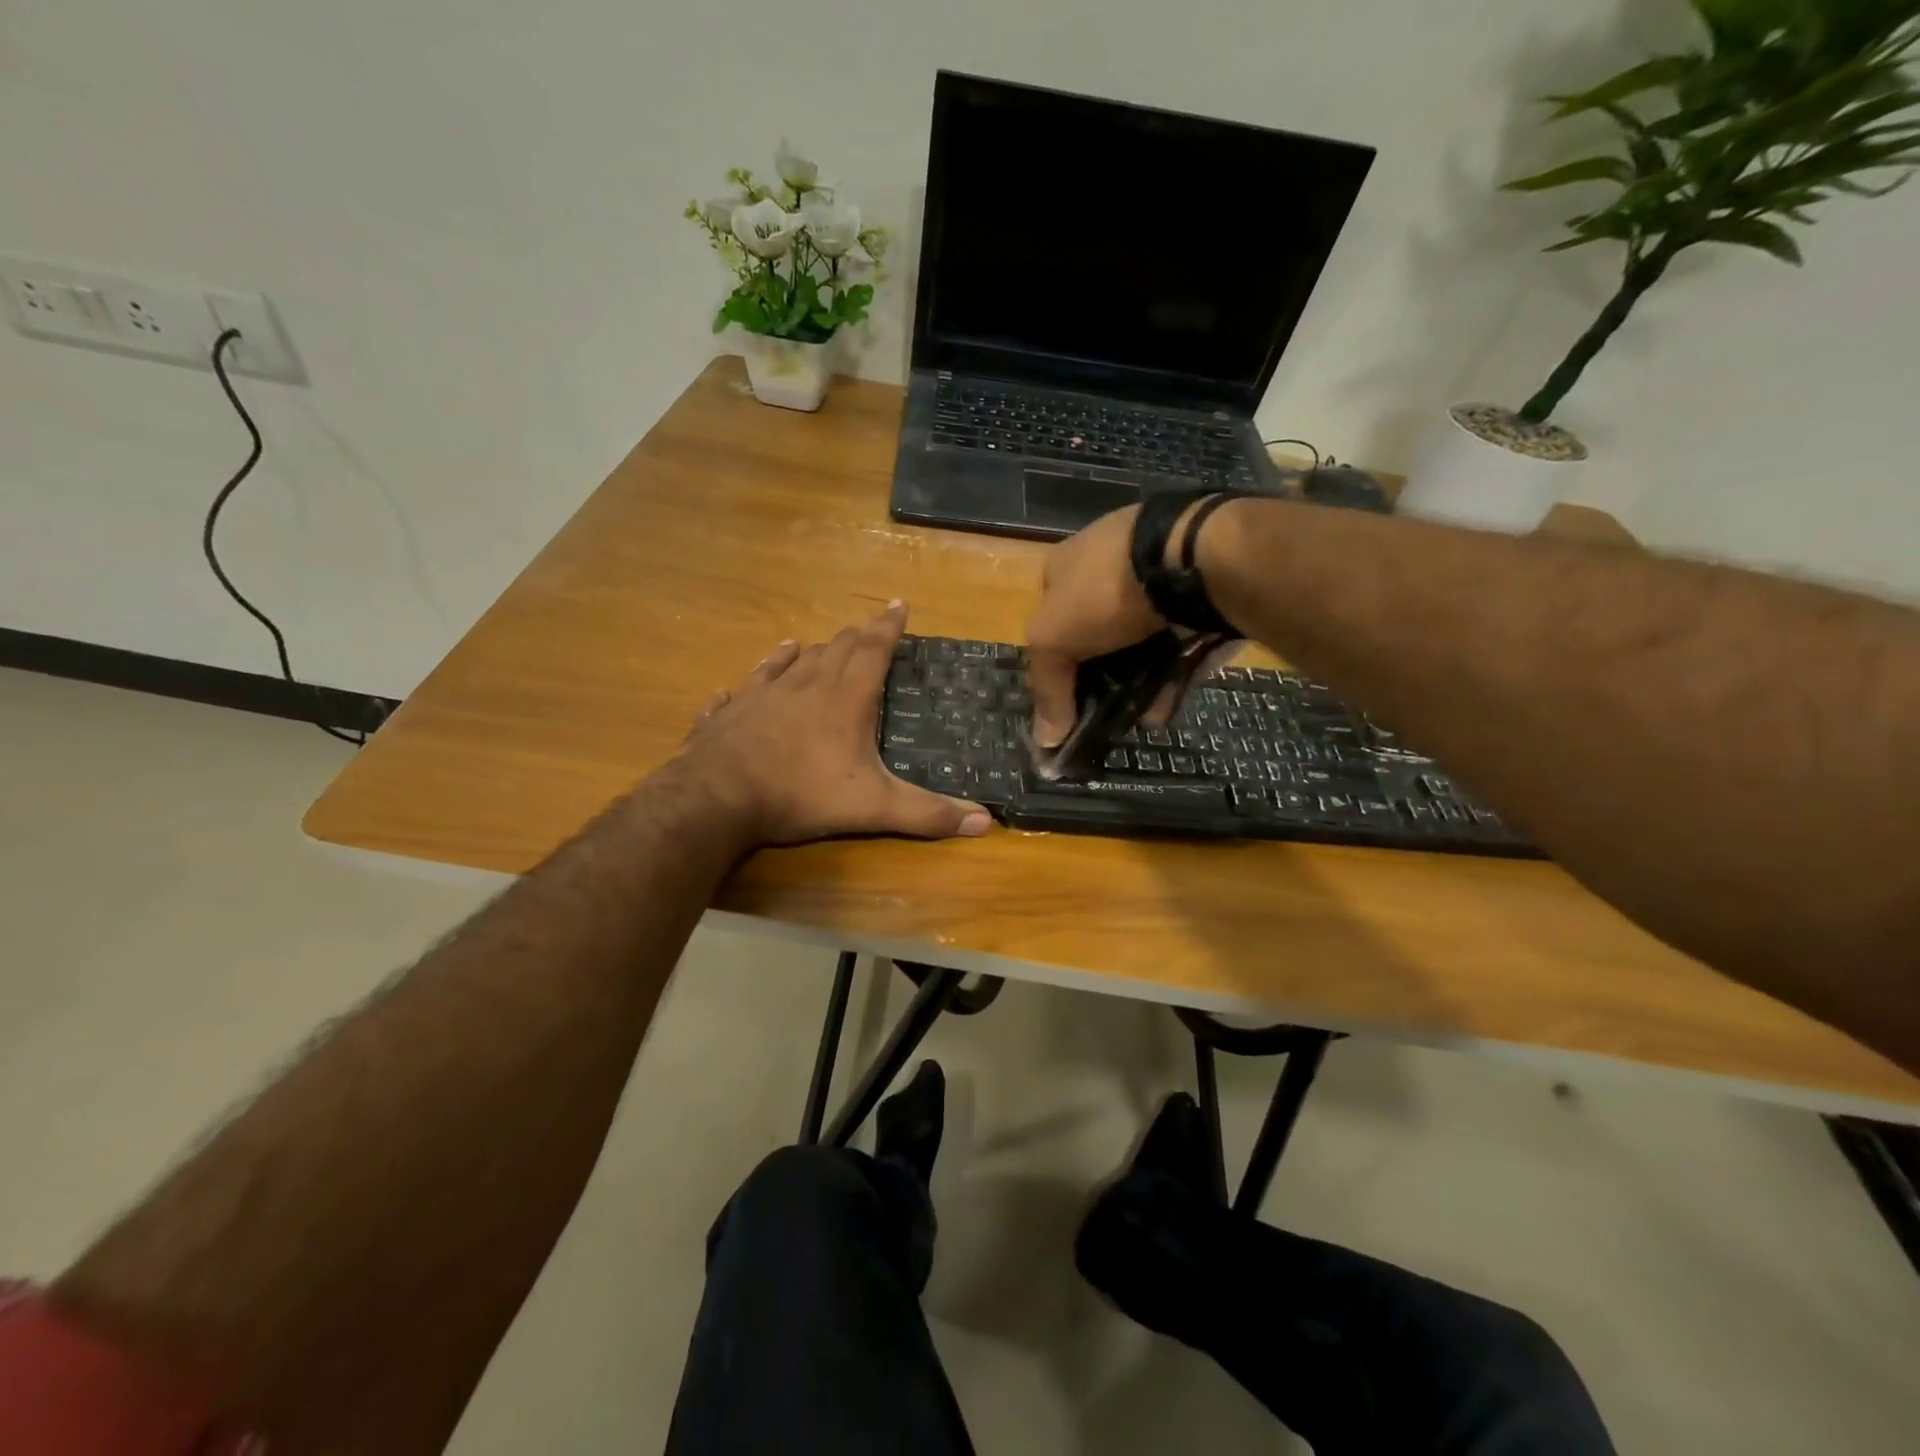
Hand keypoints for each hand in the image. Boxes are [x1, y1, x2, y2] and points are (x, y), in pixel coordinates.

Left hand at [677, 602, 992, 846]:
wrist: (717, 798)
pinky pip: (742, 689)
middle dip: (854, 636)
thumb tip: (986, 822)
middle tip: (865, 625)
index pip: (873, 651)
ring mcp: (761, 696)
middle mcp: (804, 686)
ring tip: (809, 643)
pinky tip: (744, 681)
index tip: (898, 604)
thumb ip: (927, 813)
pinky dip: (752, 680)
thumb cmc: (801, 794)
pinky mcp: (728, 714)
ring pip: (788, 663)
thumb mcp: (873, 807)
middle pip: (834, 651)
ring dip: (805, 652)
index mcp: (844, 699)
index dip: (888, 627)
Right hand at [1024, 505, 1165, 747]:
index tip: (1063, 703)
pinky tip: (1165, 709)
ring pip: (1140, 646)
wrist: (1187, 559)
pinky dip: (1171, 678)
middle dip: (1100, 680)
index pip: (1050, 620)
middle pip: (1096, 637)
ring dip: (1138, 686)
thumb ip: (1047, 688)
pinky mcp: (1196, 599)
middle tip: (1104, 717)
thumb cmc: (1102, 591)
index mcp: (1066, 567)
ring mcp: (1156, 581)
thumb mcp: (1053, 639)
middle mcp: (1109, 568)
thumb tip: (1046, 741)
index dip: (1052, 662)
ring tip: (1140, 722)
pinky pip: (1179, 646)